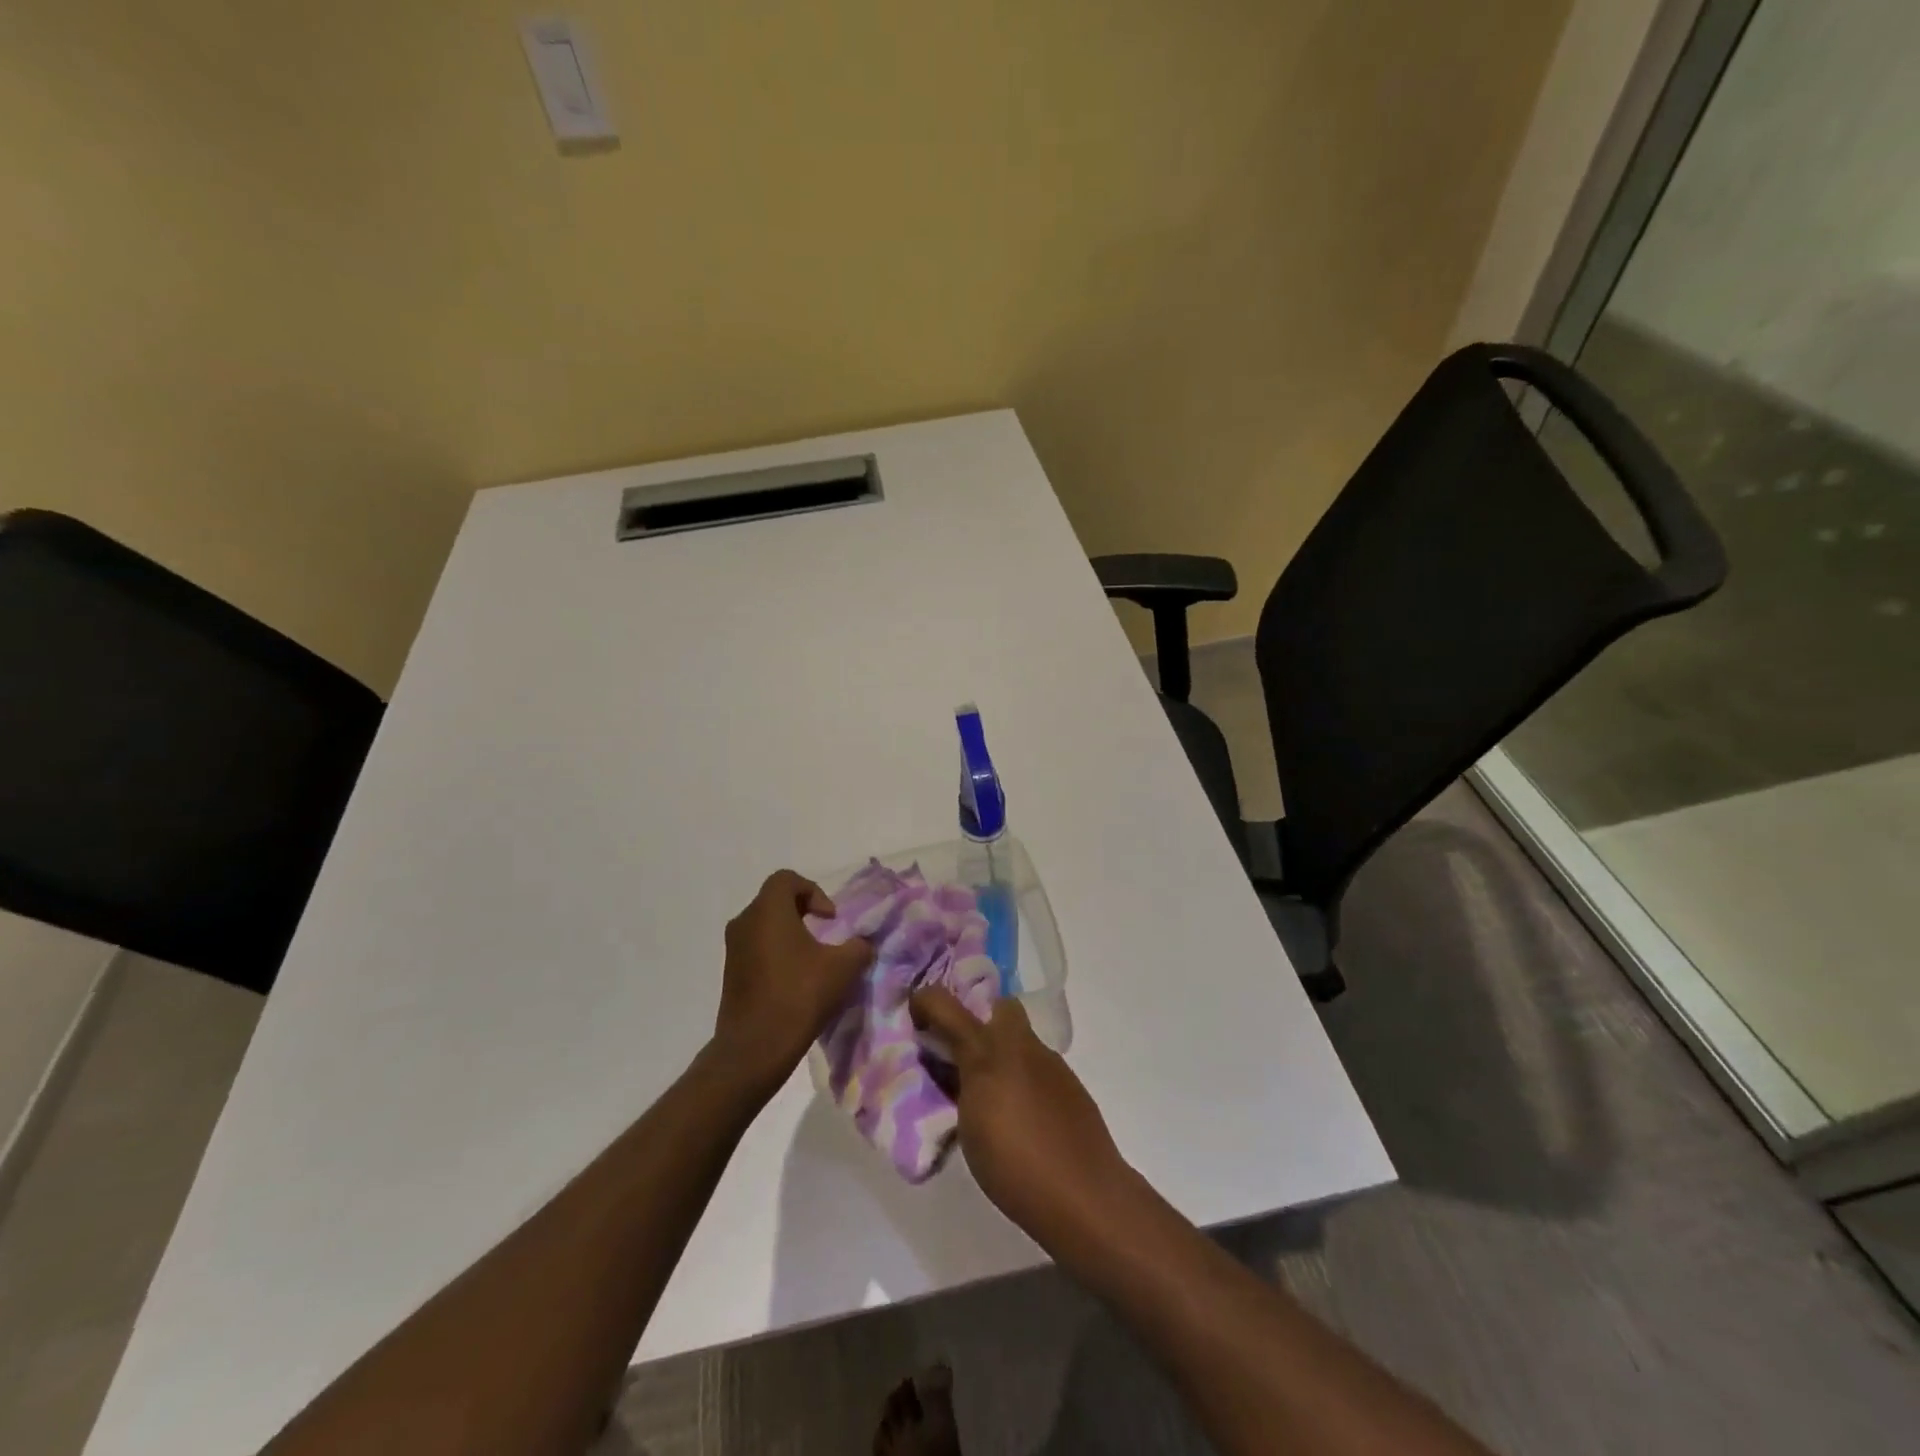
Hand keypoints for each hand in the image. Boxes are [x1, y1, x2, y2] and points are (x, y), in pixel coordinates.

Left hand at [713, 871, 873, 1094]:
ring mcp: (733, 950)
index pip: (787, 879)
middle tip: (825, 934)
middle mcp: (744, 922)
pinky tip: (795, 981)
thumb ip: (858, 947)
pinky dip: (776, 954)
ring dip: (789, 935)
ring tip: (812, 960)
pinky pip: (756, 949)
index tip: (830, 919)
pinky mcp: (730, 974)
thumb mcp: (843, 968)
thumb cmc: (799, 995)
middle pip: (775, 901)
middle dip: (802, 912)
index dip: (813, 891)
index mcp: (768, 911)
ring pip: (764, 926)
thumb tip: (862, 943)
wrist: (755, 1049)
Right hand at [909, 987, 1132, 1246]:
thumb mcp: (968, 1130)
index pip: (947, 1006)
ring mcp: (1050, 1063)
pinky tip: (1019, 1113)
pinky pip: (1036, 1064)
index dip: (925, 1002)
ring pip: (1019, 1036)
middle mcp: (1020, 1045)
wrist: (1085, 1195)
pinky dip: (1021, 1075)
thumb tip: (953, 1071)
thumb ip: (957, 1089)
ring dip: (1000, 1051)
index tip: (915, 1016)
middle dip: (976, 1018)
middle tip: (959, 1053)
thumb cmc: (1014, 1166)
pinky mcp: (1070, 1084)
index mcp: (987, 1053)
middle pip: (997, 1007)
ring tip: (987, 1093)